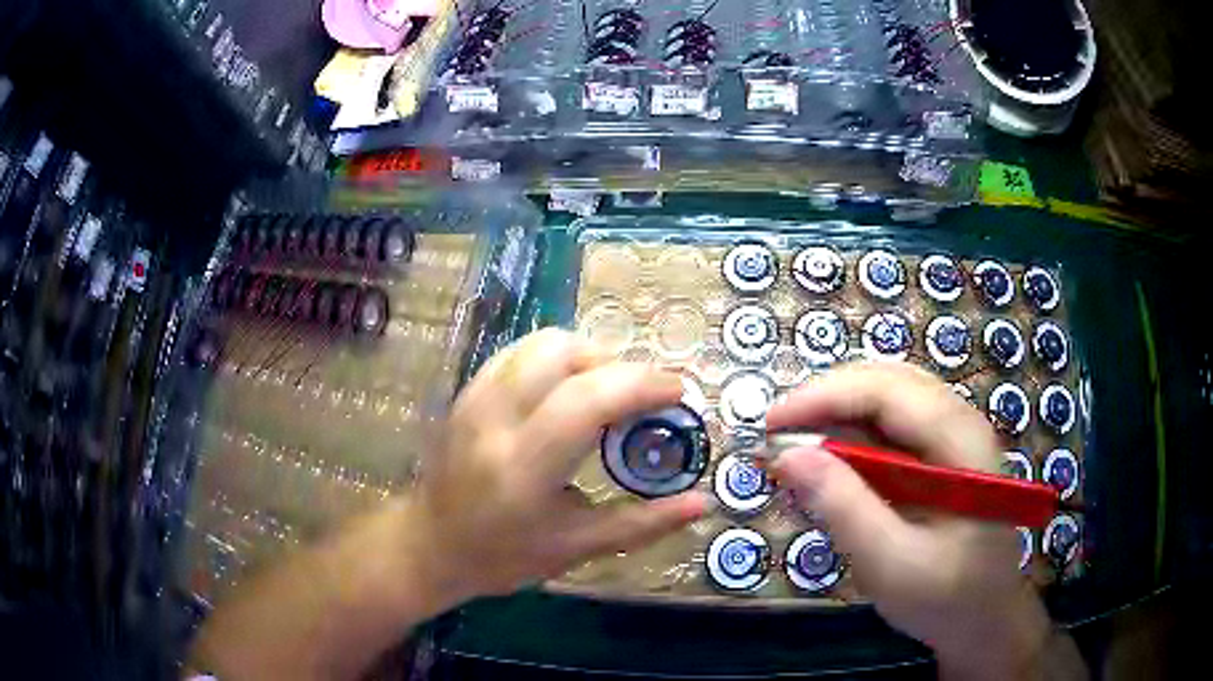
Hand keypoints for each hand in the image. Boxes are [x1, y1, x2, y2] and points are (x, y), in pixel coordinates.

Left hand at [411, 328, 710, 602]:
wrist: (429, 544)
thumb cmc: (502, 556)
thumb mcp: (576, 549)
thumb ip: (643, 524)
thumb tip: (703, 503)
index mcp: (522, 467)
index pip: (587, 399)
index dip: (642, 384)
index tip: (679, 391)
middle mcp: (494, 420)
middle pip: (564, 353)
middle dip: (618, 364)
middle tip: (644, 398)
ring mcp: (474, 398)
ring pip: (541, 343)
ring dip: (589, 356)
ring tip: (610, 393)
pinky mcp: (467, 391)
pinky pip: (520, 352)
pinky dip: (558, 359)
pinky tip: (570, 392)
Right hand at [767, 363, 1054, 679]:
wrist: (986, 619)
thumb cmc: (946, 598)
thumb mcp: (891, 563)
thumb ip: (844, 508)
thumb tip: (787, 455)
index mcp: (962, 441)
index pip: (888, 390)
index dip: (824, 396)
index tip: (770, 422)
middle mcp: (961, 422)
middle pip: (887, 381)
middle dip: (827, 399)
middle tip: (777, 434)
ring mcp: (953, 436)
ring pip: (887, 398)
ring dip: (837, 414)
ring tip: (796, 445)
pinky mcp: (941, 455)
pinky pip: (892, 427)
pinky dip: (853, 437)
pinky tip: (829, 463)